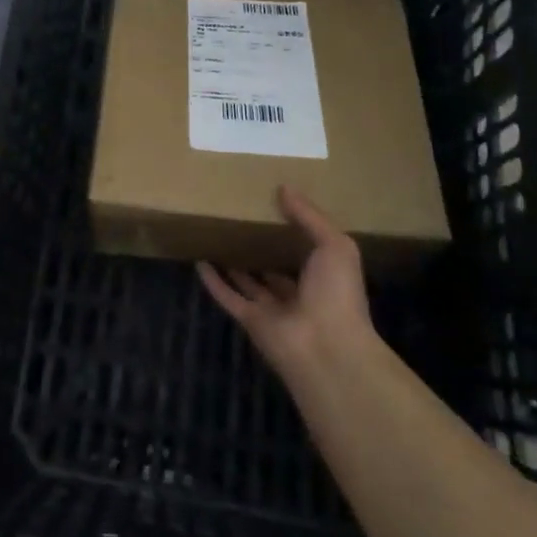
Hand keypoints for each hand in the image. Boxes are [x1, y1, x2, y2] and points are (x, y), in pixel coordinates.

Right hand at [198, 187, 377, 381]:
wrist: (326, 349)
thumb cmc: (337, 293)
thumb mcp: (335, 245)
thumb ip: (310, 216)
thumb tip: (284, 188)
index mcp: (324, 277)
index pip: (305, 252)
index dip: (291, 232)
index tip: (272, 207)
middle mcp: (298, 294)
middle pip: (275, 268)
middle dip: (261, 248)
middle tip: (241, 220)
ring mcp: (273, 309)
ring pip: (249, 283)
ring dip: (234, 264)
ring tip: (217, 237)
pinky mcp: (251, 321)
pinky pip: (228, 297)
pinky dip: (213, 282)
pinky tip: (199, 262)